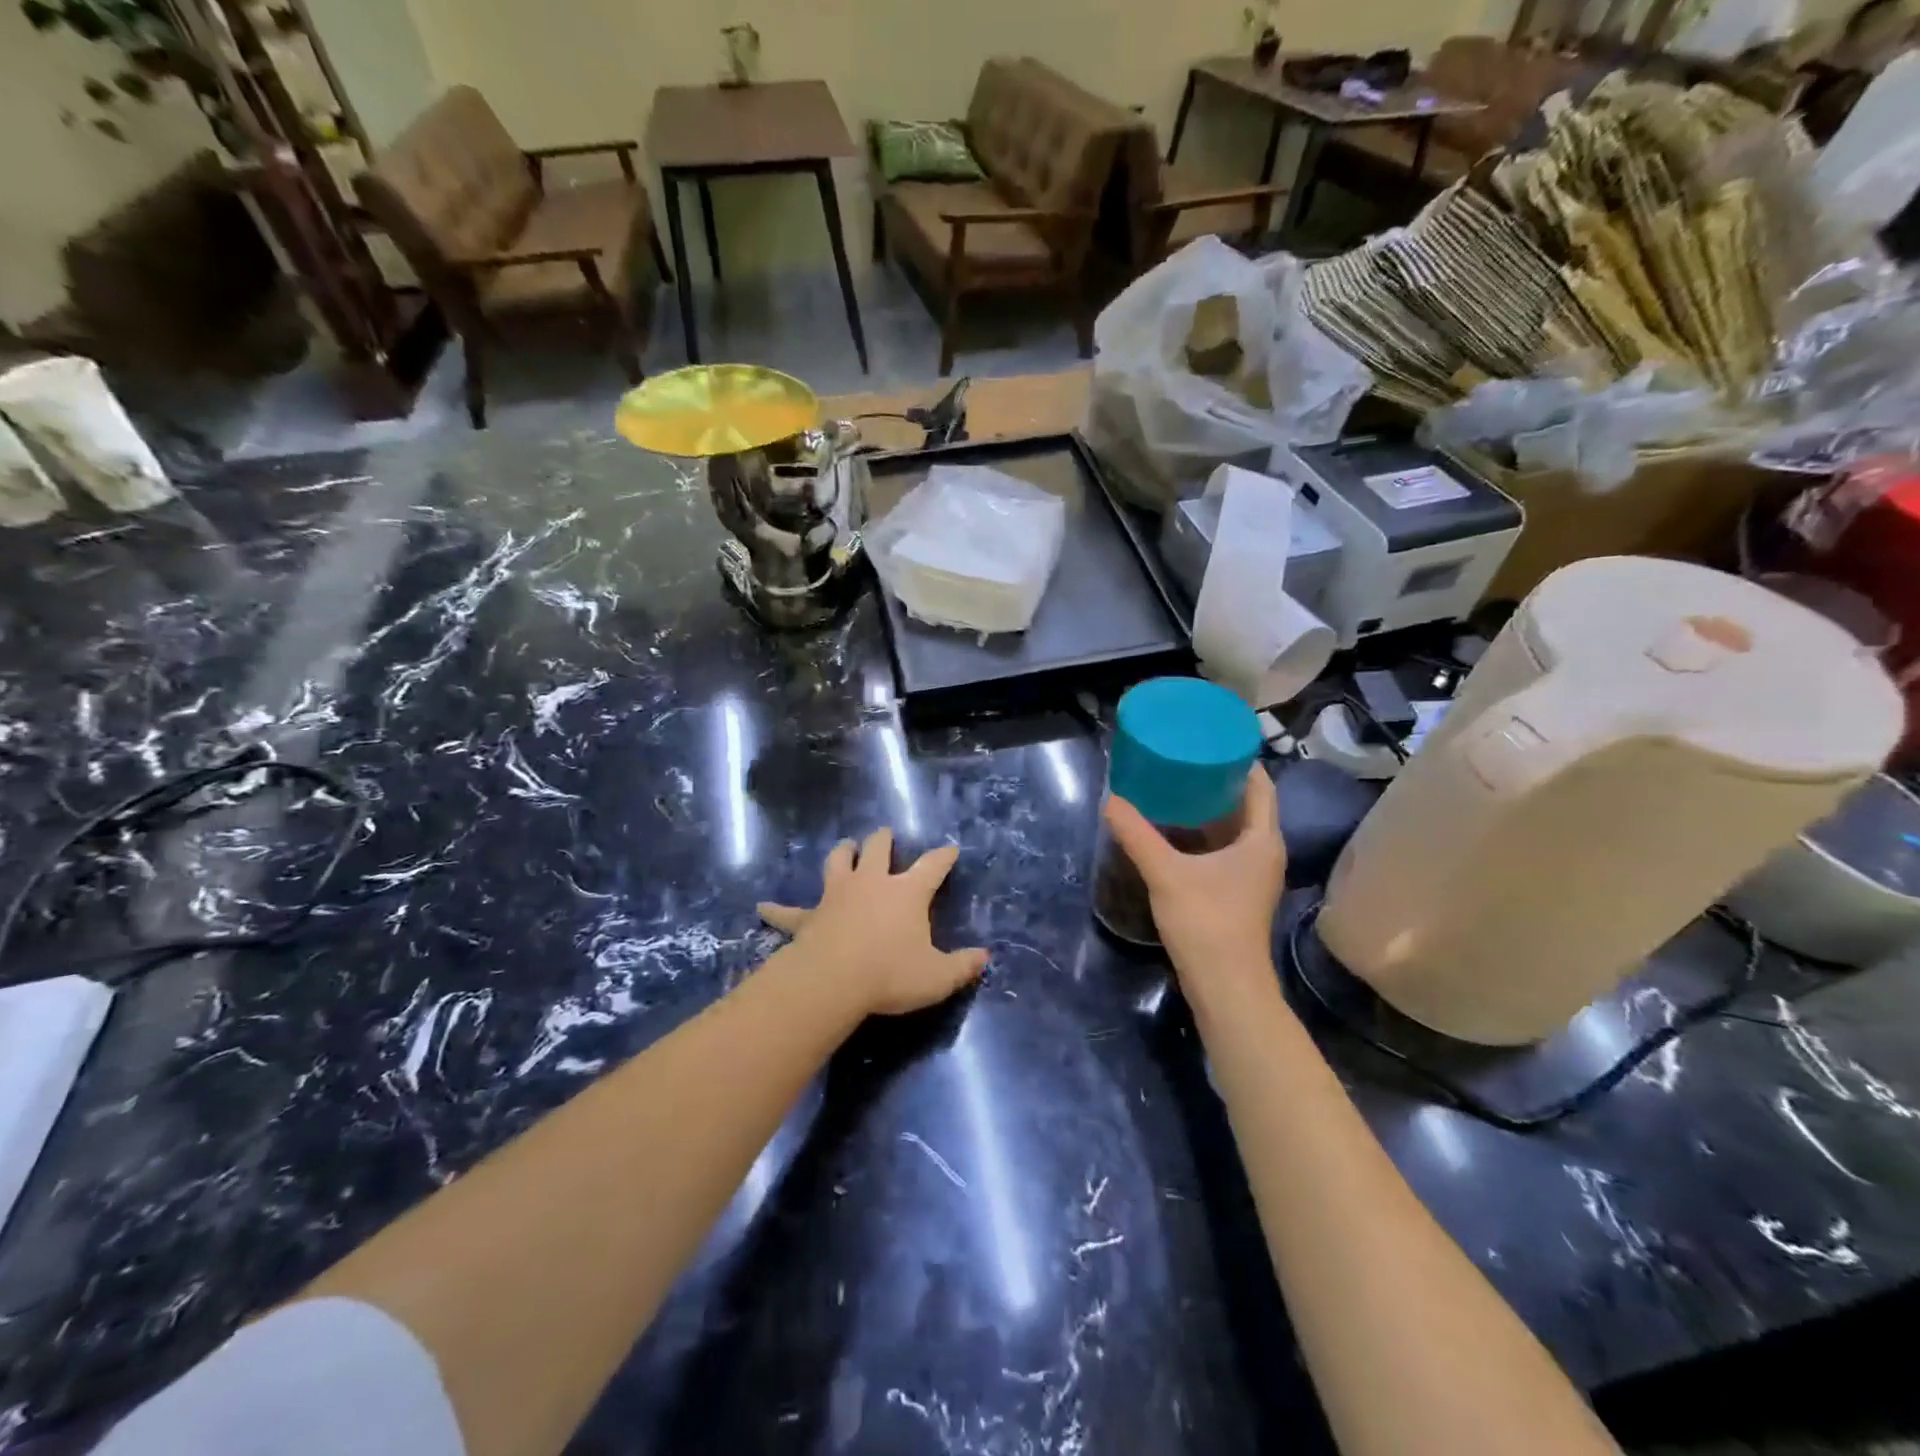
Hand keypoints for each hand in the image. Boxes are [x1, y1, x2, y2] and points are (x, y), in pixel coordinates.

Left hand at [758, 829, 987, 1017]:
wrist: (834, 981)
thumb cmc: (890, 974)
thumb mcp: (937, 977)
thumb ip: (963, 966)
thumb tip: (984, 958)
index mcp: (907, 892)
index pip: (932, 866)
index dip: (943, 857)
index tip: (951, 849)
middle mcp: (872, 883)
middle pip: (878, 849)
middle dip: (883, 840)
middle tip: (885, 834)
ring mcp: (837, 896)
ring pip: (838, 862)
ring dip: (842, 853)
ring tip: (845, 846)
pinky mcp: (809, 917)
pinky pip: (789, 912)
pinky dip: (776, 910)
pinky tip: (761, 907)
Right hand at [1102, 767, 1285, 1006]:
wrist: (1226, 987)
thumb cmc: (1207, 922)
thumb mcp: (1166, 873)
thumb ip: (1136, 834)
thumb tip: (1111, 800)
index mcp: (1261, 839)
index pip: (1259, 784)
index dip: (1236, 760)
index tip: (1205, 740)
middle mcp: (1264, 851)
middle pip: (1246, 804)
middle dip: (1215, 782)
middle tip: (1180, 760)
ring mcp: (1253, 874)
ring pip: (1234, 829)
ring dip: (1207, 809)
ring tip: (1172, 787)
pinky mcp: (1238, 892)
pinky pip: (1224, 849)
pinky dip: (1203, 835)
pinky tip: (1173, 831)